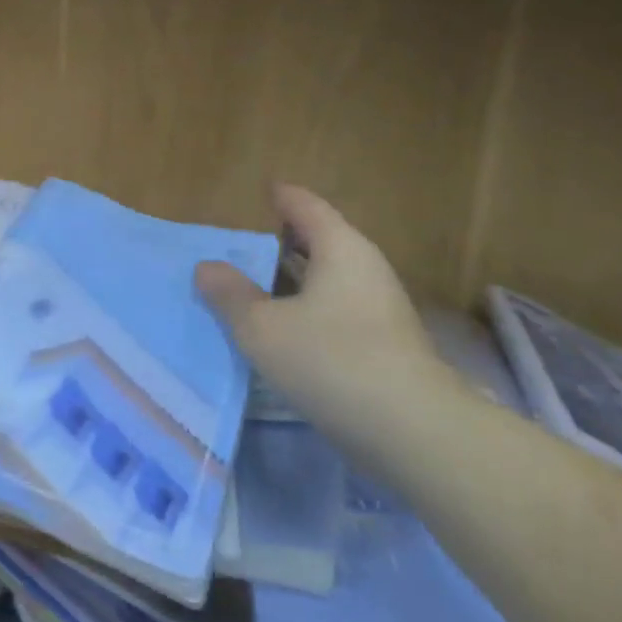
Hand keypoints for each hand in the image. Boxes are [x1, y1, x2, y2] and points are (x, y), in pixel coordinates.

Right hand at [195, 185, 470, 473]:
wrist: (414, 431)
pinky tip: (288, 327)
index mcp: (339, 248)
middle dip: (287, 239)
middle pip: (322, 240)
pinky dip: (311, 306)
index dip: (282, 197)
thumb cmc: (331, 360)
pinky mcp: (387, 343)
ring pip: (331, 278)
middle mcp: (366, 268)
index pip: (306, 207)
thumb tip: (206, 267)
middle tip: (250, 241)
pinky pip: (339, 307)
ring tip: (260, 284)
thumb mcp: (262, 327)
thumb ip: (231, 295)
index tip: (265, 189)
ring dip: (297, 278)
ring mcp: (381, 307)